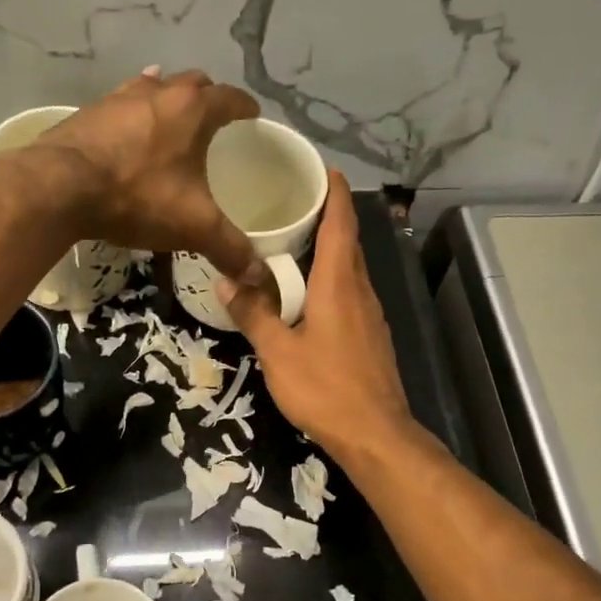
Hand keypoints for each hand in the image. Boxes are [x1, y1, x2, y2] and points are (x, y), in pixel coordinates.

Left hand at [37, 69, 266, 286]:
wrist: (60, 187)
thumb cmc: (137, 197)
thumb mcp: (193, 227)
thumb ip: (229, 248)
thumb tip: (259, 276)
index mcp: (192, 110)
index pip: (230, 98)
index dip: (245, 107)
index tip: (253, 116)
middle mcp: (159, 92)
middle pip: (193, 83)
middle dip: (208, 98)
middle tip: (213, 120)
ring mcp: (119, 98)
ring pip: (153, 87)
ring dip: (167, 100)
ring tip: (172, 120)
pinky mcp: (88, 112)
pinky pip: (120, 105)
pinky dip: (133, 114)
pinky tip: (127, 130)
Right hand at [216, 171, 412, 461]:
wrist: (375, 434)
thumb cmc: (325, 388)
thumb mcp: (278, 353)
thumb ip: (253, 314)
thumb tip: (225, 280)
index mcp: (339, 282)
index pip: (342, 220)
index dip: (334, 189)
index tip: (318, 166)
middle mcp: (361, 289)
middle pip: (347, 240)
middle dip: (324, 215)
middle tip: (288, 202)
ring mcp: (371, 313)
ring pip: (349, 268)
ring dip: (326, 249)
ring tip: (291, 243)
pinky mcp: (371, 335)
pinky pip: (350, 292)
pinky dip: (331, 279)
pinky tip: (307, 294)